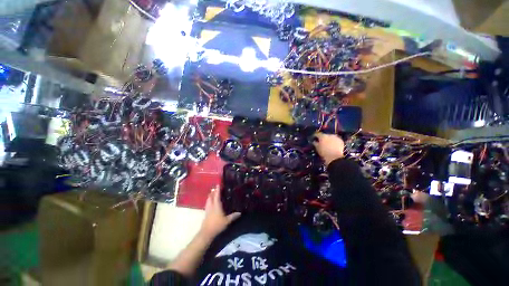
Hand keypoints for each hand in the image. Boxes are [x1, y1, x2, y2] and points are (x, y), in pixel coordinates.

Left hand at [199, 186, 240, 238]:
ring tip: (211, 194)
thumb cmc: (217, 225)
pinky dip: (208, 202)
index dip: (217, 190)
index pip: (217, 196)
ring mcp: (207, 210)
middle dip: (212, 192)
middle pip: (210, 197)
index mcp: (216, 206)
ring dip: (209, 196)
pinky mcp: (205, 214)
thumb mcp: (227, 221)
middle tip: (214, 188)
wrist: (207, 233)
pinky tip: (210, 204)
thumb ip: (233, 216)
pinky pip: (207, 205)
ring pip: (208, 201)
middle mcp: (211, 206)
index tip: (218, 184)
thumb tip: (240, 213)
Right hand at [313, 132, 344, 165]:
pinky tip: (333, 146)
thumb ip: (315, 143)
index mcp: (323, 136)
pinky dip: (334, 142)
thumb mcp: (317, 148)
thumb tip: (314, 141)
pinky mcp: (341, 141)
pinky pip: (336, 140)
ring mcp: (336, 137)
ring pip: (331, 137)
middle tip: (321, 142)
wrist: (336, 157)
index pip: (317, 134)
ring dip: (329, 139)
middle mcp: (329, 135)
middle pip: (325, 135)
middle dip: (323, 138)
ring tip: (327, 144)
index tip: (314, 138)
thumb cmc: (324, 153)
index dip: (315, 136)